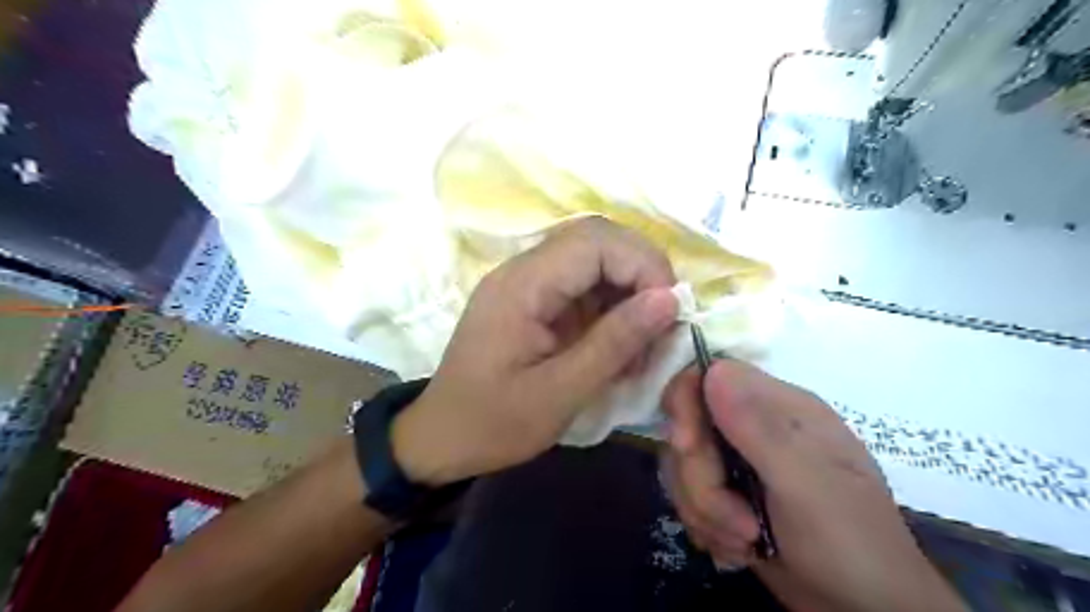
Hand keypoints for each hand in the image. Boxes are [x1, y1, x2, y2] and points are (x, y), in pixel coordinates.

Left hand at [392, 216, 677, 485]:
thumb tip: (669, 299)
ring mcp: (527, 284)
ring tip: (644, 342)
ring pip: (595, 262)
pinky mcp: (534, 302)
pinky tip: (621, 346)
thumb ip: (614, 343)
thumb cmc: (493, 423)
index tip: (670, 311)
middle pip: (597, 241)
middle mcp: (523, 271)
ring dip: (629, 293)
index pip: (595, 241)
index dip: (643, 265)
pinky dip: (612, 309)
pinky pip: (583, 287)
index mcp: (522, 286)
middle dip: (642, 274)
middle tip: (664, 323)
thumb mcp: (559, 393)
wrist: (441, 438)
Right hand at [660, 358, 965, 611]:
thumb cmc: (849, 543)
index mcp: (779, 407)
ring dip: (704, 511)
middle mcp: (753, 426)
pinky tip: (739, 547)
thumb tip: (713, 370)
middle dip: (700, 481)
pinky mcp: (727, 492)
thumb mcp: (807, 486)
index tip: (687, 447)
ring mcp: (738, 460)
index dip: (685, 405)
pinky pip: (687, 494)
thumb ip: (759, 428)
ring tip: (745, 541)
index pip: (708, 376)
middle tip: (737, 520)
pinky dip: (705, 525)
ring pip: (682, 466)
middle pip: (688, 428)